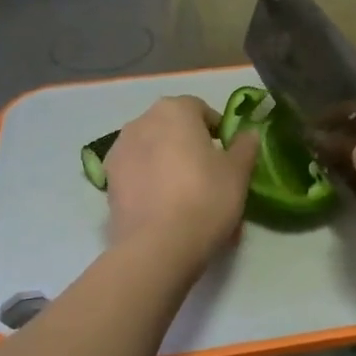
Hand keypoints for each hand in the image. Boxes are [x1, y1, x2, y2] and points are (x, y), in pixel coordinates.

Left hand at [103, 95, 259, 268]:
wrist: (157, 246)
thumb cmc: (205, 198)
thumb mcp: (238, 173)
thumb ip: (244, 147)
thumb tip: (248, 134)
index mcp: (174, 110)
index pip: (199, 108)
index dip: (217, 129)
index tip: (228, 154)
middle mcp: (140, 122)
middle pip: (172, 128)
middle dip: (189, 145)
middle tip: (209, 175)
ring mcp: (119, 151)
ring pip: (152, 151)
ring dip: (167, 163)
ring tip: (185, 195)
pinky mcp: (108, 181)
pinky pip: (137, 173)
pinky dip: (150, 182)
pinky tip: (164, 208)